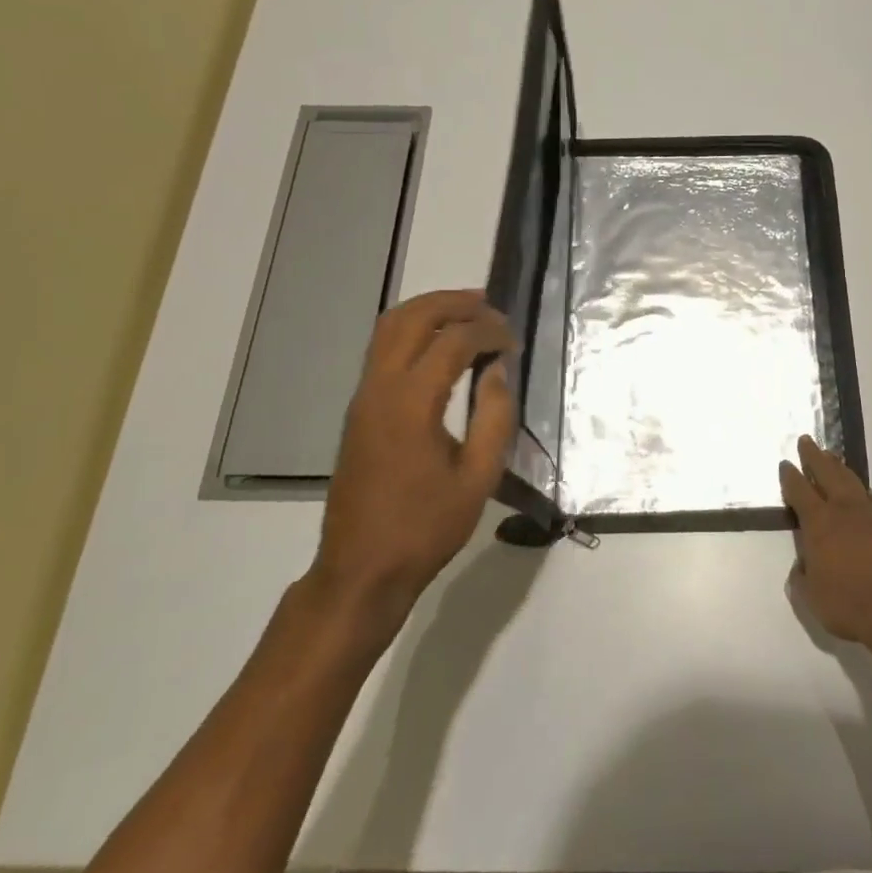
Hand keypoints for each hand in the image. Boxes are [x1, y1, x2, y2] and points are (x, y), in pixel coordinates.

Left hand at [310, 289, 518, 621]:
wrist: (361, 569)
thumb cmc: (425, 528)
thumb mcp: (478, 477)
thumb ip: (495, 416)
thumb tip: (497, 369)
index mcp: (411, 404)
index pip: (453, 342)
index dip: (488, 331)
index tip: (513, 340)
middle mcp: (380, 388)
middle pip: (411, 318)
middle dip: (452, 303)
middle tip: (489, 306)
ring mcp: (363, 397)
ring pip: (388, 328)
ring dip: (428, 311)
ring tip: (467, 312)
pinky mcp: (358, 410)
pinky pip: (382, 350)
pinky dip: (413, 331)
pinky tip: (441, 345)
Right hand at [780, 435, 871, 654]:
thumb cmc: (851, 605)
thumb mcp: (812, 598)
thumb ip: (802, 577)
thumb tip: (803, 565)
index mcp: (819, 523)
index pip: (799, 491)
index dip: (790, 477)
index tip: (785, 464)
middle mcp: (845, 510)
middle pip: (827, 473)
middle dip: (814, 456)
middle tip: (807, 441)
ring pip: (852, 481)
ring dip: (839, 468)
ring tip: (832, 458)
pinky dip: (863, 492)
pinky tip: (863, 494)